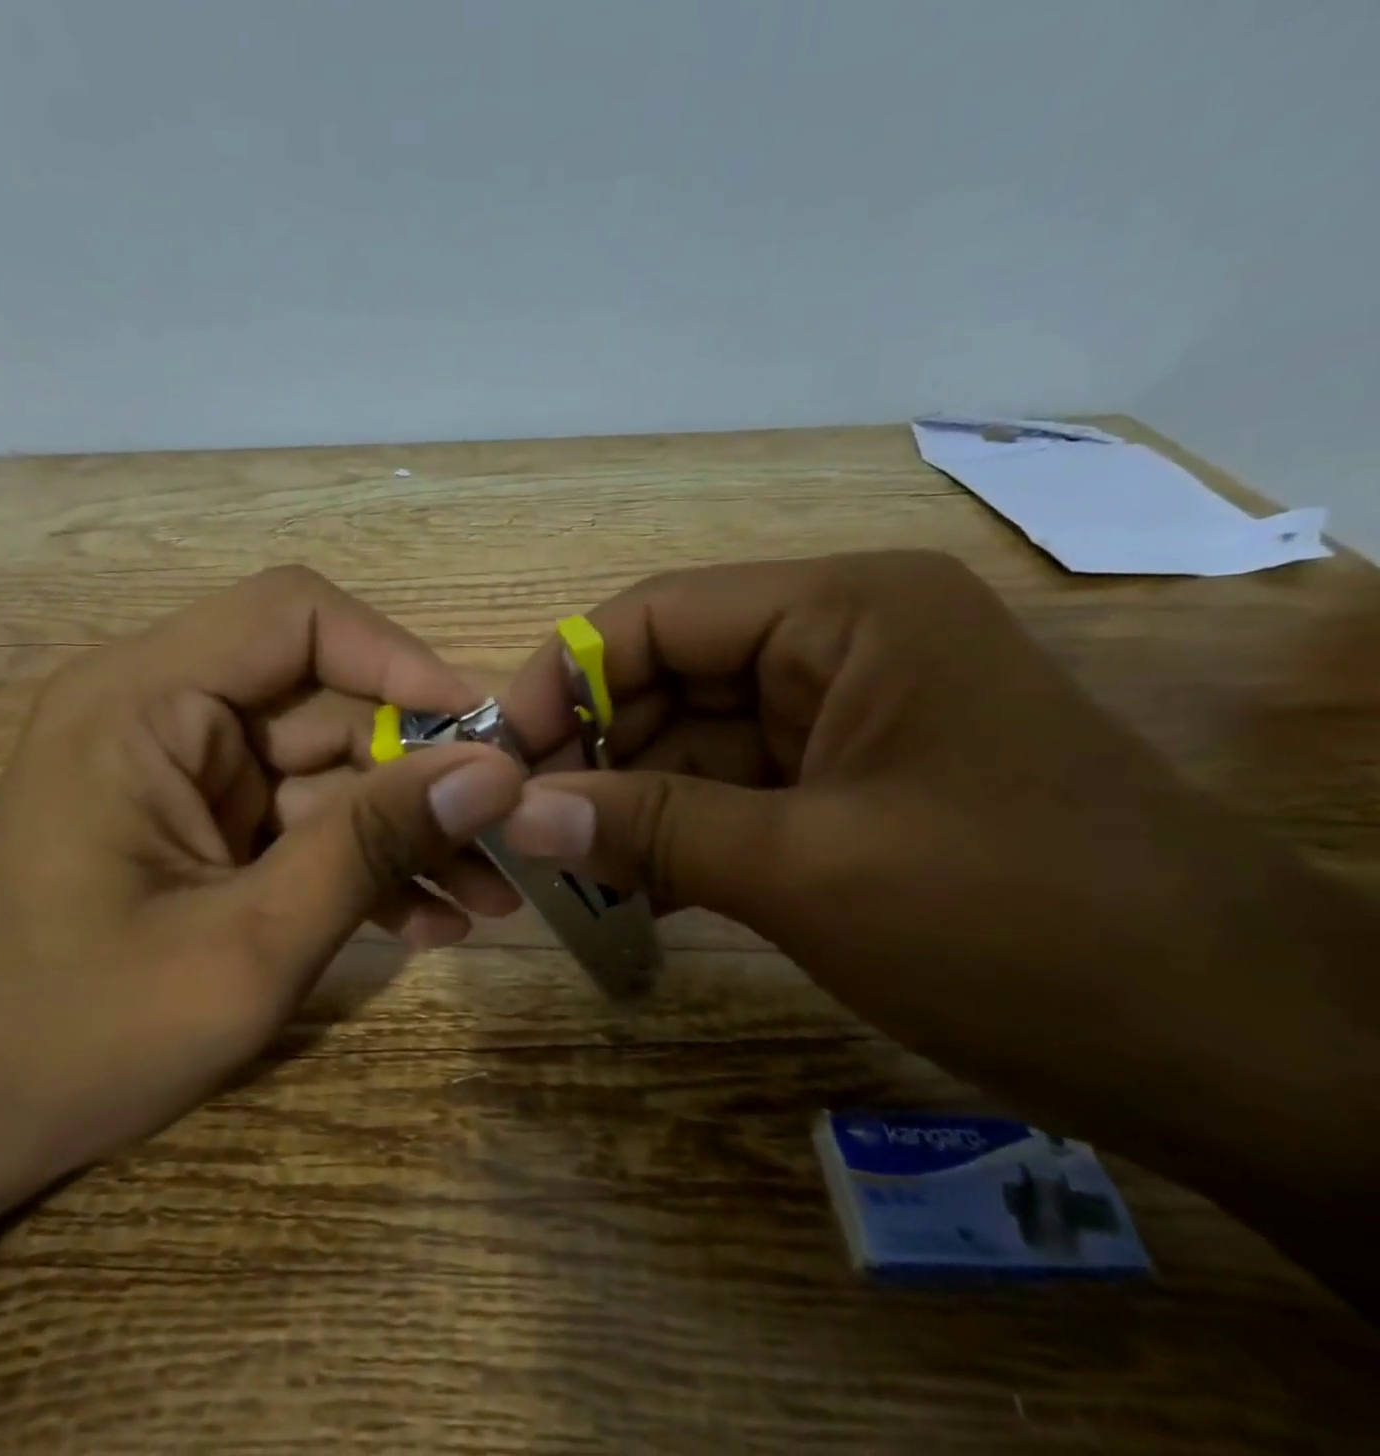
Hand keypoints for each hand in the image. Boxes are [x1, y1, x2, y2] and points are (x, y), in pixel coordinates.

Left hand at [0, 566, 525, 1205]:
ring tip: (489, 896)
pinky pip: (303, 819)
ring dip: (406, 829)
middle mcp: (162, 712)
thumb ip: (372, 847)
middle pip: (327, 700)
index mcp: (143, 702)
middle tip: (509, 835)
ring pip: (329, 768)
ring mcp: (186, 772)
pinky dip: (363, 862)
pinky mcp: (203, 824)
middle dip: (422, 770)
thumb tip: (493, 776)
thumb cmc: (80, 1037)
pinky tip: (430, 921)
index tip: (483, 733)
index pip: (294, 616)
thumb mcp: (250, 945)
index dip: (399, 657)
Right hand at [499, 553, 1379, 1227]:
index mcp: (842, 615)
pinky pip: (729, 793)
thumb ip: (649, 831)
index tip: (503, 757)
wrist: (1240, 1053)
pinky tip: (627, 889)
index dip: (566, 678)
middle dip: (592, 751)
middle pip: (668, 678)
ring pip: (691, 743)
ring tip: (562, 870)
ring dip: (627, 803)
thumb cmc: (1025, 929)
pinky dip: (674, 835)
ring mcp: (844, 720)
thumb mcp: (810, 871)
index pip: (658, 616)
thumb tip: (515, 817)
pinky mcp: (849, 788)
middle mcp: (838, 647)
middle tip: (521, 828)